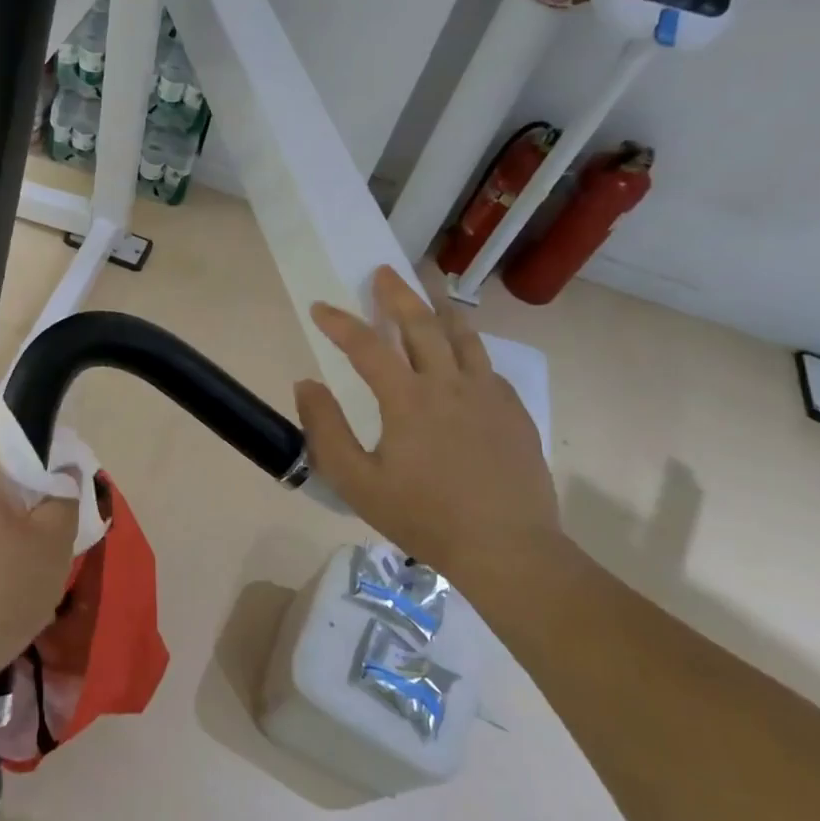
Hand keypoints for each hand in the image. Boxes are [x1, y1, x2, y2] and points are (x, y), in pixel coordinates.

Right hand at [293, 265, 561, 575]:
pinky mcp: (513, 412)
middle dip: (397, 294)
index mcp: (408, 399)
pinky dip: (469, 348)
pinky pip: (487, 366)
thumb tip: (306, 384)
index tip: (320, 308)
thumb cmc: (424, 517)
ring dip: (441, 307)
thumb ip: (325, 429)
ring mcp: (487, 395)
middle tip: (383, 271)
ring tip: (430, 285)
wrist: (508, 549)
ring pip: (463, 336)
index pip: (367, 346)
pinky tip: (464, 354)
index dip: (340, 323)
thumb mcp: (357, 482)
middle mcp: (449, 384)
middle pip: (421, 324)